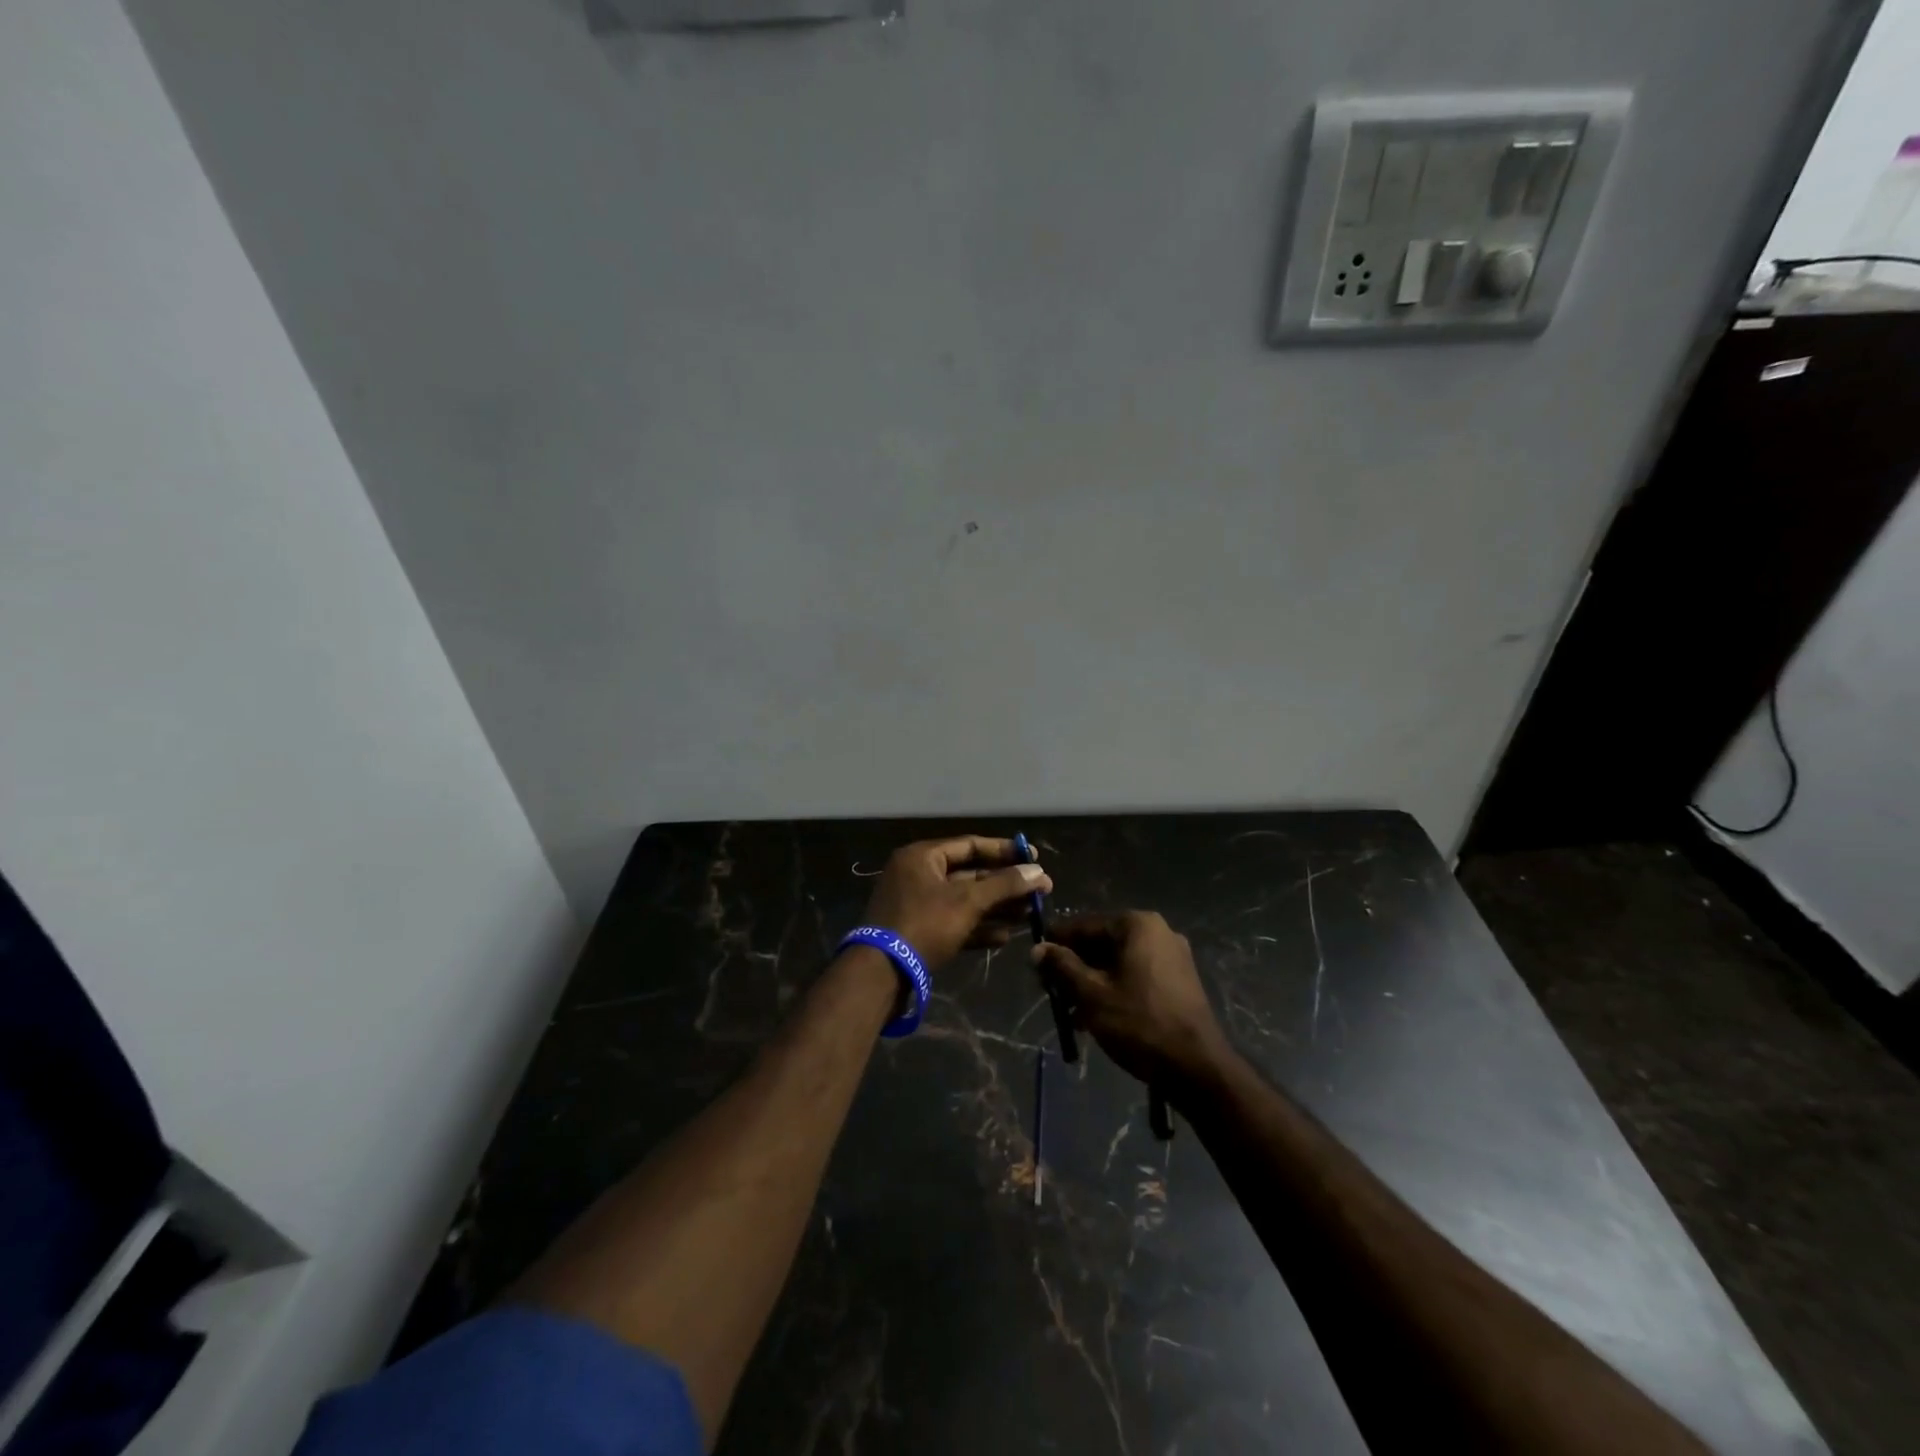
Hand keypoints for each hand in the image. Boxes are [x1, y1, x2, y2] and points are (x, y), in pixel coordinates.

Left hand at [860, 836, 1051, 972]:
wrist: (881, 973)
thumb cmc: (924, 925)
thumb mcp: (967, 901)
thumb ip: (1004, 885)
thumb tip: (1039, 872)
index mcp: (922, 857)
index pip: (970, 845)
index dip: (1004, 851)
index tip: (1035, 859)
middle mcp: (918, 875)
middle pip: (970, 874)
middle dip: (1005, 885)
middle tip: (1040, 892)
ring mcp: (917, 905)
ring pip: (965, 901)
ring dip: (997, 907)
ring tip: (1030, 915)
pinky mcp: (919, 932)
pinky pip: (955, 923)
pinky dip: (978, 928)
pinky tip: (1005, 937)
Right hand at [1032, 912, 1228, 1086]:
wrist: (1197, 1068)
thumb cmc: (1139, 1023)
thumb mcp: (1091, 995)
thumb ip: (1062, 967)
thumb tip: (1037, 949)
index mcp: (1136, 924)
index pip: (1083, 925)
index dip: (1056, 944)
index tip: (1035, 965)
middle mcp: (1157, 931)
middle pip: (1101, 942)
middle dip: (1074, 967)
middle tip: (1051, 993)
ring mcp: (1172, 955)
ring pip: (1117, 961)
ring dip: (1092, 982)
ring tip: (1071, 1013)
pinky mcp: (1179, 980)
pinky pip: (1136, 974)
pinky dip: (1114, 989)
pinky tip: (1097, 1017)